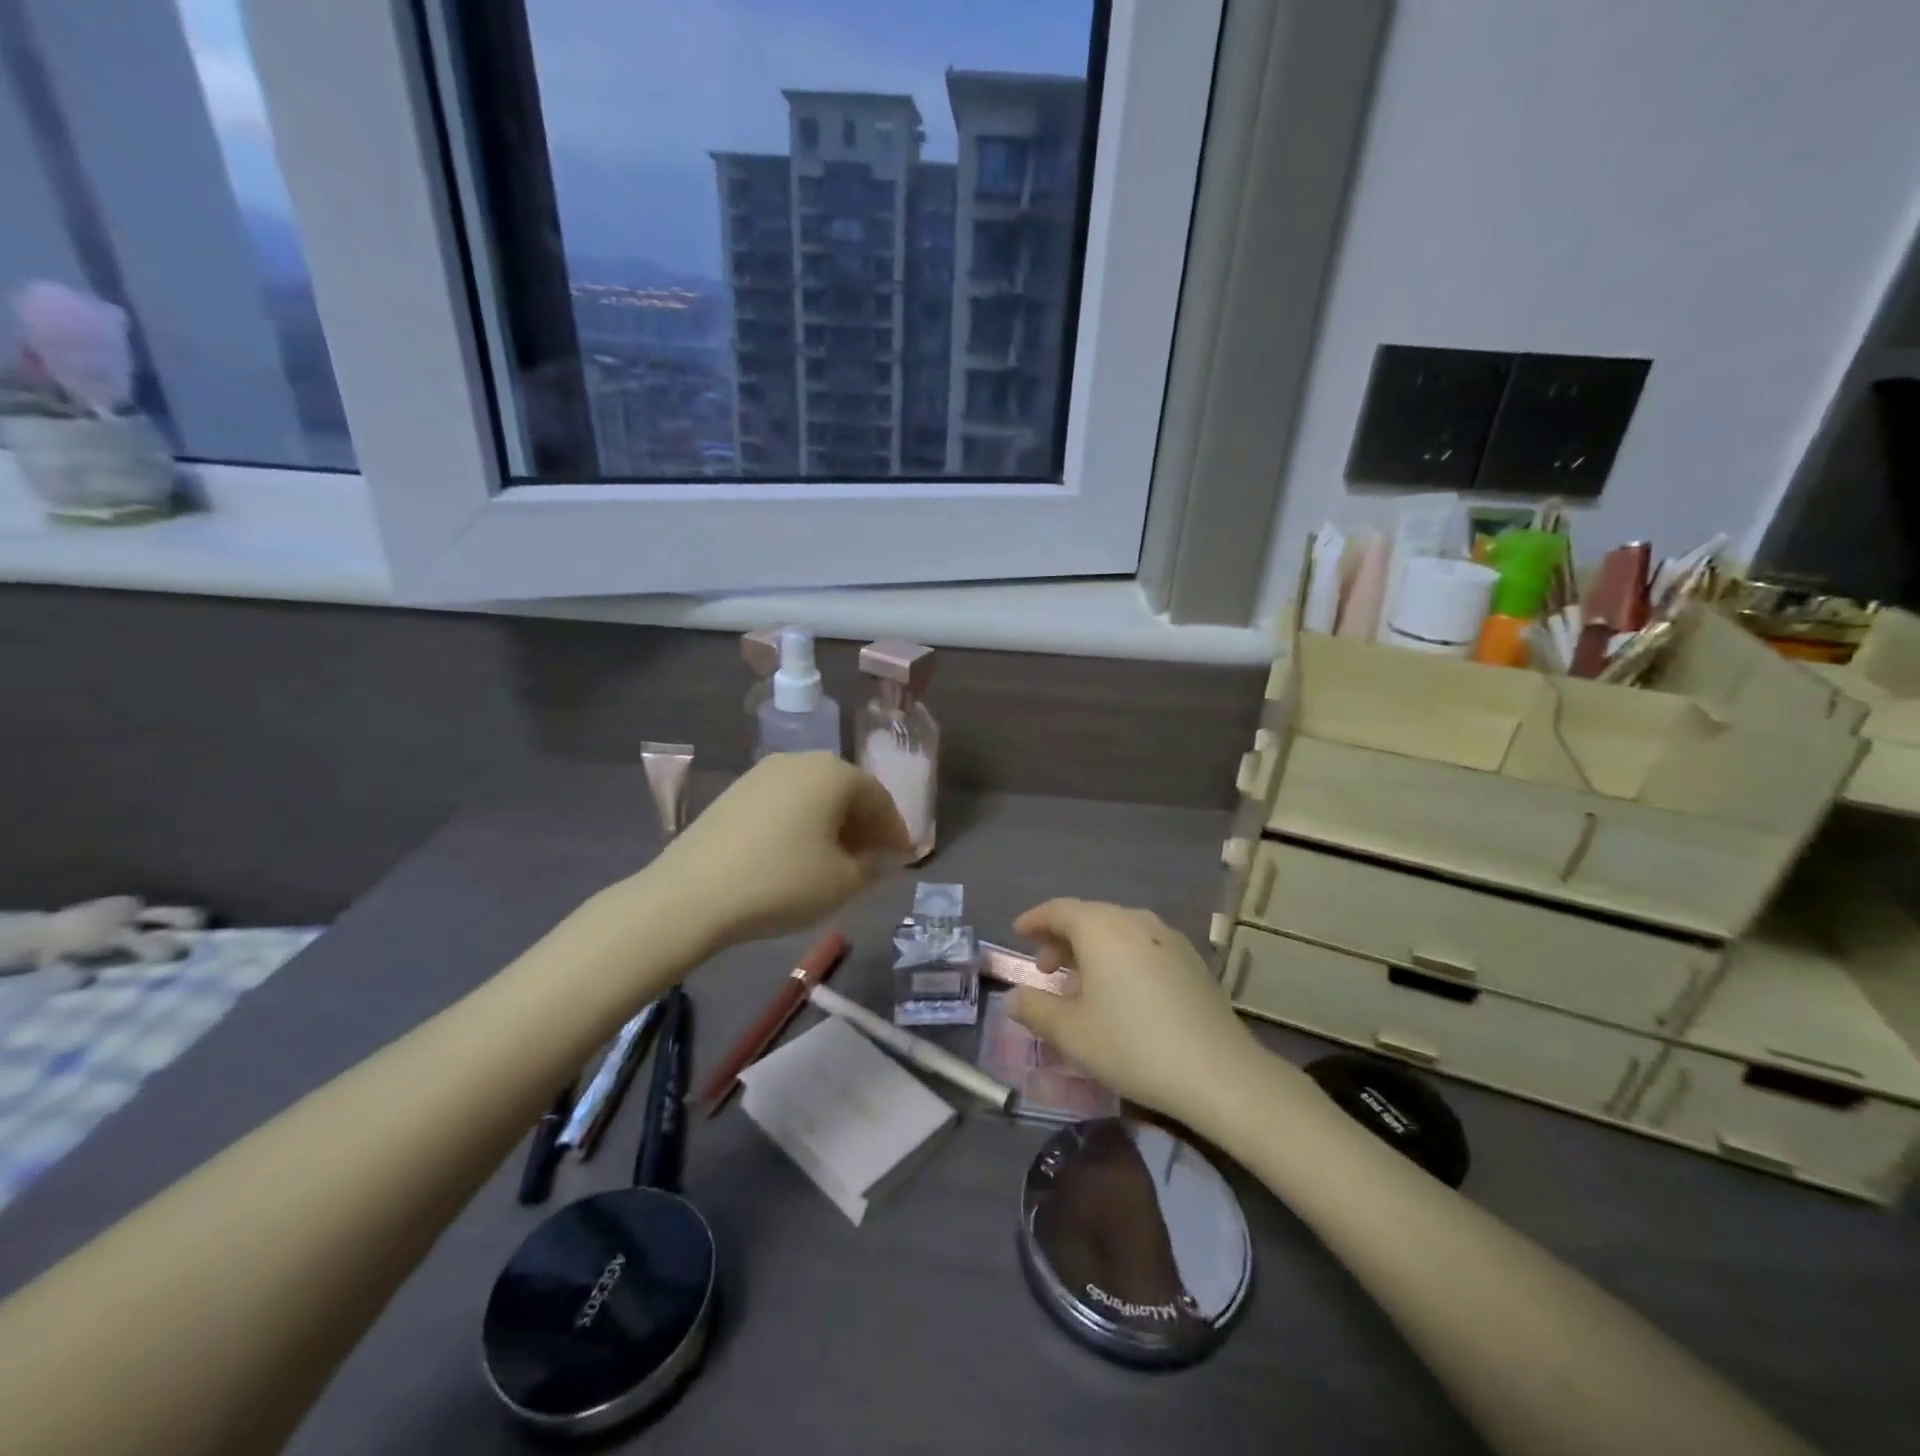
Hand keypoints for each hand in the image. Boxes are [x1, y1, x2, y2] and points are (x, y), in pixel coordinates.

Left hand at [647, 753, 912, 946]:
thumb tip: (877, 858)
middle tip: (874, 858)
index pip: (878, 797)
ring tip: (838, 859)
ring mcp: (762, 773)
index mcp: (833, 773)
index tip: (904, 858)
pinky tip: (799, 853)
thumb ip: (872, 866)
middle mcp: (800, 761)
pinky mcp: (735, 793)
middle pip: (845, 790)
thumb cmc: (782, 882)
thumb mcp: (842, 882)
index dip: (895, 830)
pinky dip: (802, 823)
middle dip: (865, 824)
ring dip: (833, 823)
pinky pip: (785, 803)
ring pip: (813, 795)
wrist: (692, 894)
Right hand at [1010, 899, 1257, 1126]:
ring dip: (1092, 950)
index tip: (1018, 932)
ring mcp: (1167, 937)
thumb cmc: (1132, 1045)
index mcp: (1100, 927)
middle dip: (1062, 939)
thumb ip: (1035, 1009)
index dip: (1035, 920)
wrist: (1218, 1071)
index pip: (1059, 910)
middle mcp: (1134, 920)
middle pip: (1089, 917)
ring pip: (1117, 931)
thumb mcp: (1071, 1033)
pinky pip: (1142, 946)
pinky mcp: (1191, 959)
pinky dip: (1120, 958)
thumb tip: (1014, 998)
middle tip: (1045, 970)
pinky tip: (1120, 994)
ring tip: (1080, 986)